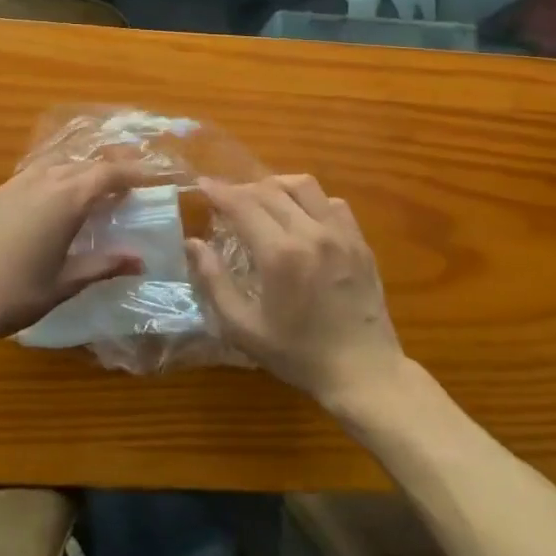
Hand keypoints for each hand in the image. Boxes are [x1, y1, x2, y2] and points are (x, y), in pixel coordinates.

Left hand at [0, 156, 148, 350]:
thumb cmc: (13, 295)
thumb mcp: (65, 283)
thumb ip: (103, 265)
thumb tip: (140, 260)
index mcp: (67, 198)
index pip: (110, 173)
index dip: (135, 172)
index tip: (155, 176)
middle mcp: (44, 180)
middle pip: (86, 163)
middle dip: (112, 168)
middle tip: (132, 180)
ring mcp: (16, 183)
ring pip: (60, 164)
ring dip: (83, 170)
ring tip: (98, 186)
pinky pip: (37, 172)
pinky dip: (57, 176)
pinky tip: (57, 197)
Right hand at [185, 175, 406, 409]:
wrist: (363, 371)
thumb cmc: (298, 354)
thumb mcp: (244, 328)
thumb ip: (215, 282)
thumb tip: (193, 244)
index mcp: (280, 254)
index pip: (243, 204)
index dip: (219, 191)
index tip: (203, 184)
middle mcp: (311, 233)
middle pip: (271, 190)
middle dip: (243, 188)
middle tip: (228, 199)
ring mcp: (341, 234)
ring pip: (305, 186)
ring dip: (278, 185)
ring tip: (263, 198)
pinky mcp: (360, 241)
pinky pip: (333, 203)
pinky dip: (312, 200)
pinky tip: (302, 216)